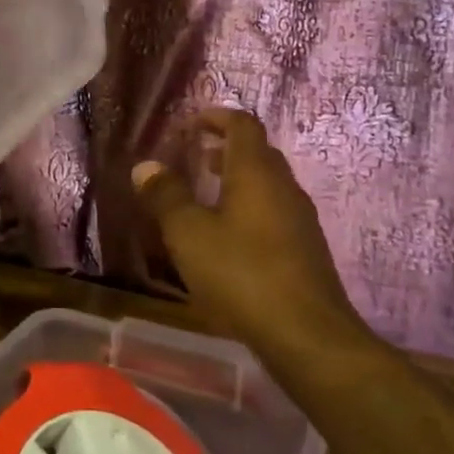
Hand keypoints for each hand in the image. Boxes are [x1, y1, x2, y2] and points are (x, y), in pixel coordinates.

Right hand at [133, 109, 364, 360]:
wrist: (307, 335)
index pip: (242, 125)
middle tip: (194, 157)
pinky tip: (228, 237)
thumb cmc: (242, 274)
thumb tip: (146, 166)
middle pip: (258, 153)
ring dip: (237, 180)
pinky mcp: (305, 250)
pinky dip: (249, 208)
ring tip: (205, 196)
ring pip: (267, 184)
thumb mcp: (189, 235)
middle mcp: (284, 188)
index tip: (191, 123)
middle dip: (225, 148)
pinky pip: (274, 212)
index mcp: (257, 173)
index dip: (217, 117)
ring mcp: (300, 220)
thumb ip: (166, 197)